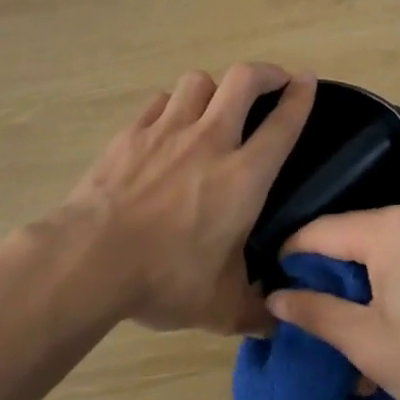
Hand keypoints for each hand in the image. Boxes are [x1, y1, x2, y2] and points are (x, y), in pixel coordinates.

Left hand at [58, 64, 315, 334]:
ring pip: (198, 81)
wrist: (91, 259)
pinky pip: (159, 102)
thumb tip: (272, 326)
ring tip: (216, 104)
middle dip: (264, 72)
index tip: (308, 80)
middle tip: (272, 82)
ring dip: (214, 87)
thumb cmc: (165, 278)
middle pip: (243, 80)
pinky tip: (168, 124)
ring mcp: (165, 131)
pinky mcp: (130, 134)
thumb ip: (252, 312)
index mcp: (243, 176)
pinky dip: (172, 105)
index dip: (301, 96)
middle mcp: (209, 141)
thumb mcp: (219, 307)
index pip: (283, 123)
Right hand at [268, 201, 399, 399]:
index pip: (322, 231)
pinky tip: (397, 310)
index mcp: (391, 228)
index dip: (292, 256)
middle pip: (356, 233)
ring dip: (366, 274)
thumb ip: (316, 312)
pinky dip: (398, 272)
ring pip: (388, 242)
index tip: (274, 283)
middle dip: (332, 269)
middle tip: (313, 307)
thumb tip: (274, 297)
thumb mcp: (368, 342)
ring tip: (355, 316)